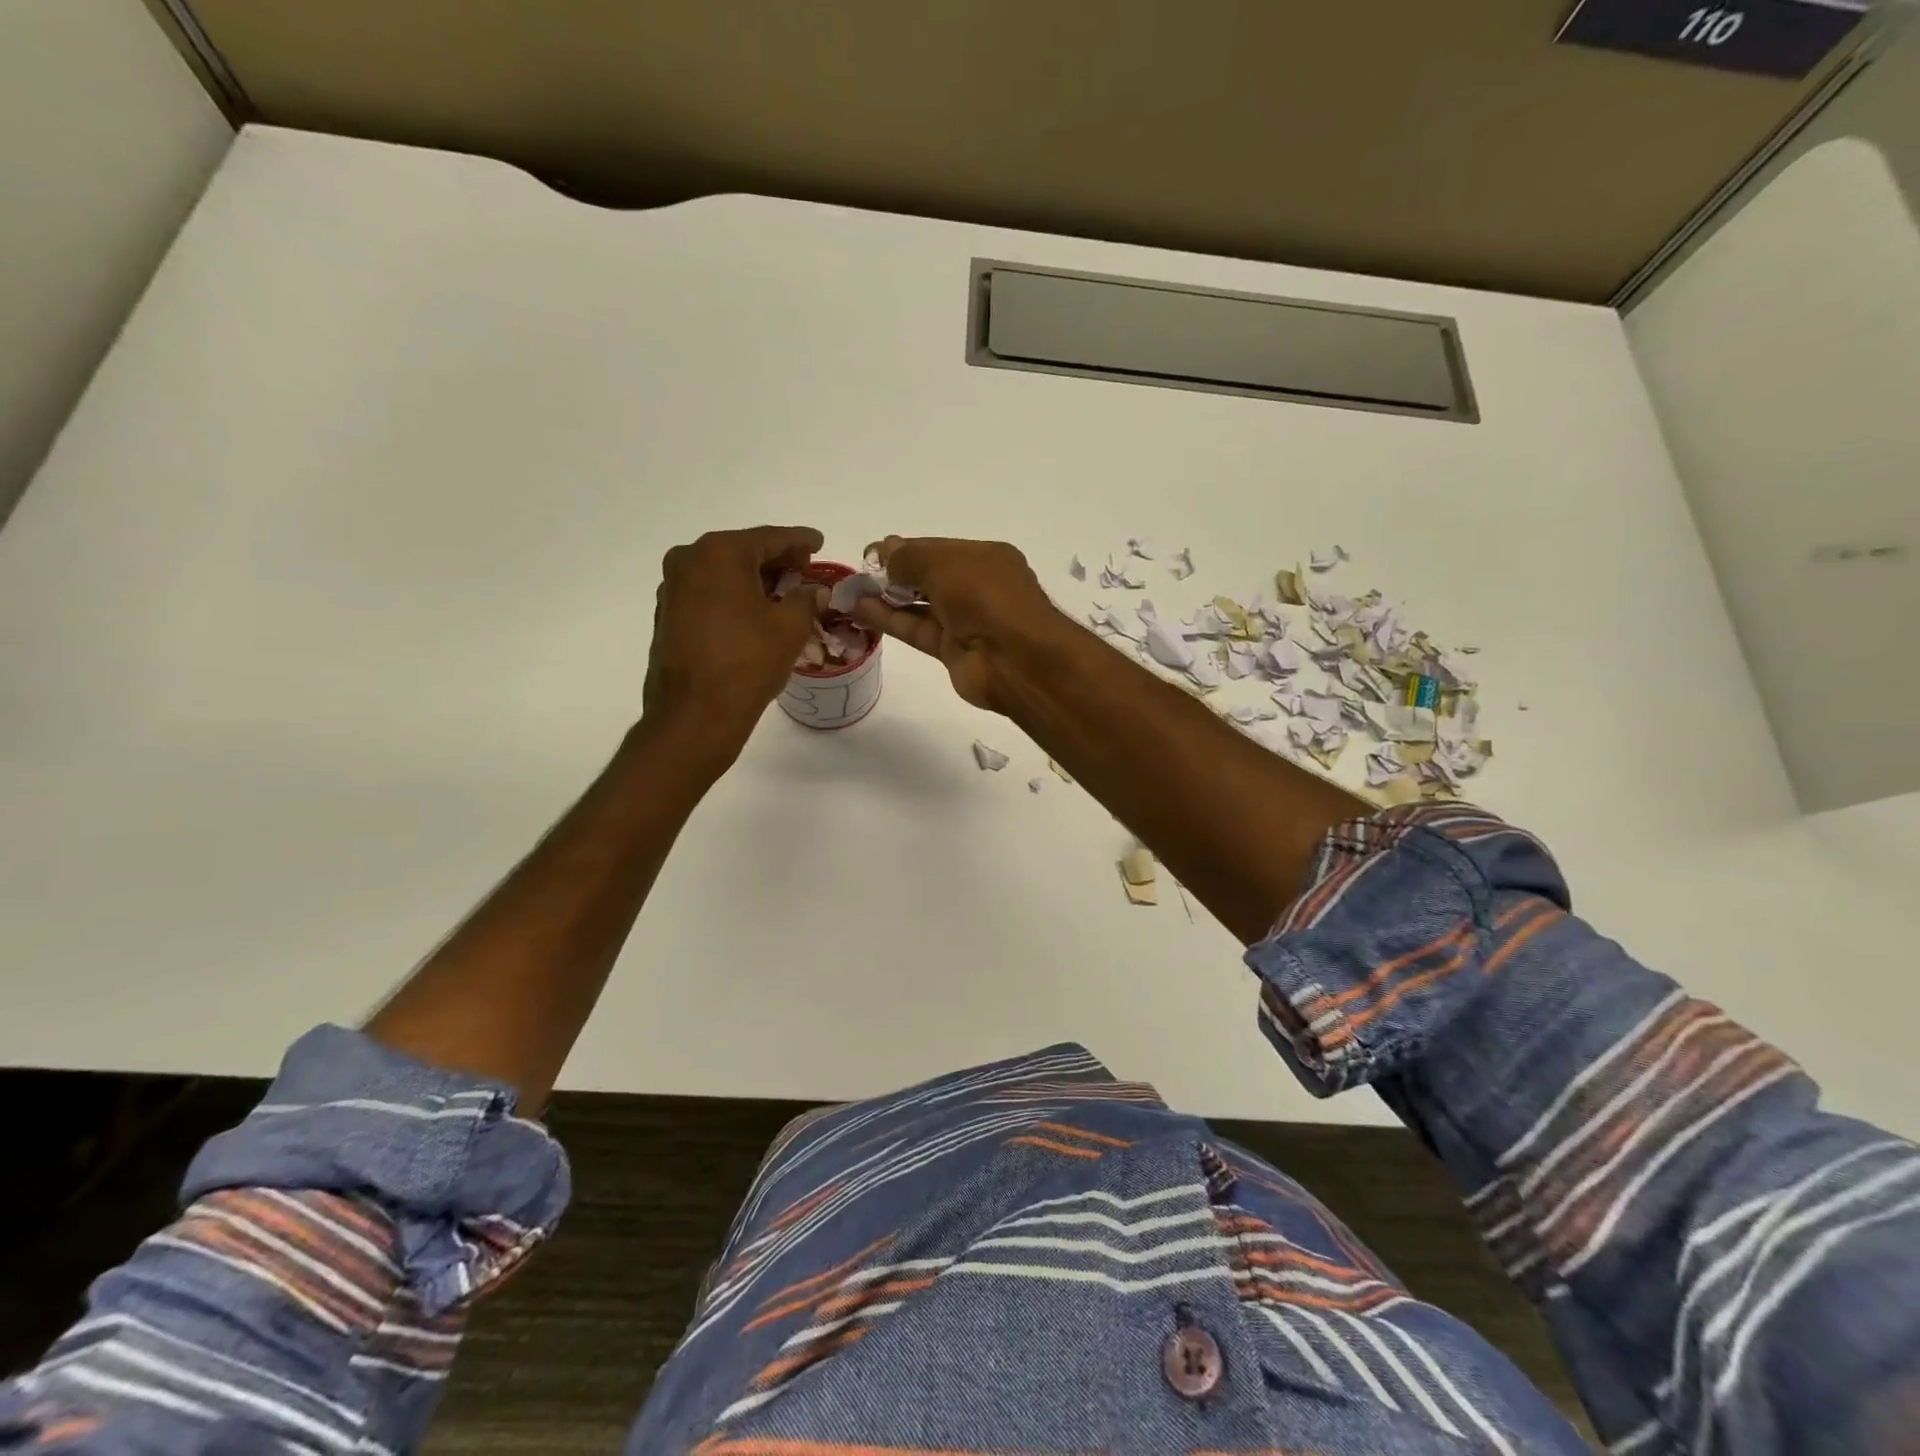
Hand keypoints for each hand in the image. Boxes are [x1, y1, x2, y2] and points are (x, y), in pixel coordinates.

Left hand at [641, 525, 824, 763]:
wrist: (695, 714)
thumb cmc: (747, 662)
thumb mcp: (789, 626)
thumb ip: (806, 598)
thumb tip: (815, 591)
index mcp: (720, 553)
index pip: (770, 538)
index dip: (800, 540)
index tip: (819, 541)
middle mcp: (689, 560)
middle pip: (743, 551)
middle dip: (776, 560)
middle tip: (805, 569)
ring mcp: (673, 588)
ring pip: (724, 573)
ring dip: (754, 580)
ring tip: (785, 592)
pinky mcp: (668, 615)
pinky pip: (709, 593)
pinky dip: (734, 596)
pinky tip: (755, 612)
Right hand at [851, 535, 1063, 710]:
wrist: (1016, 660)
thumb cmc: (986, 597)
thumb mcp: (945, 564)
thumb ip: (910, 559)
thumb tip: (885, 551)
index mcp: (985, 558)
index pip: (938, 548)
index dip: (905, 549)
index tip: (872, 552)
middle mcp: (977, 586)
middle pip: (928, 576)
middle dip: (894, 573)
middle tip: (858, 573)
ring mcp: (965, 620)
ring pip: (919, 605)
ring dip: (886, 598)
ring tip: (851, 592)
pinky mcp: (952, 650)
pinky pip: (917, 629)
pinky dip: (891, 620)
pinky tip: (861, 611)